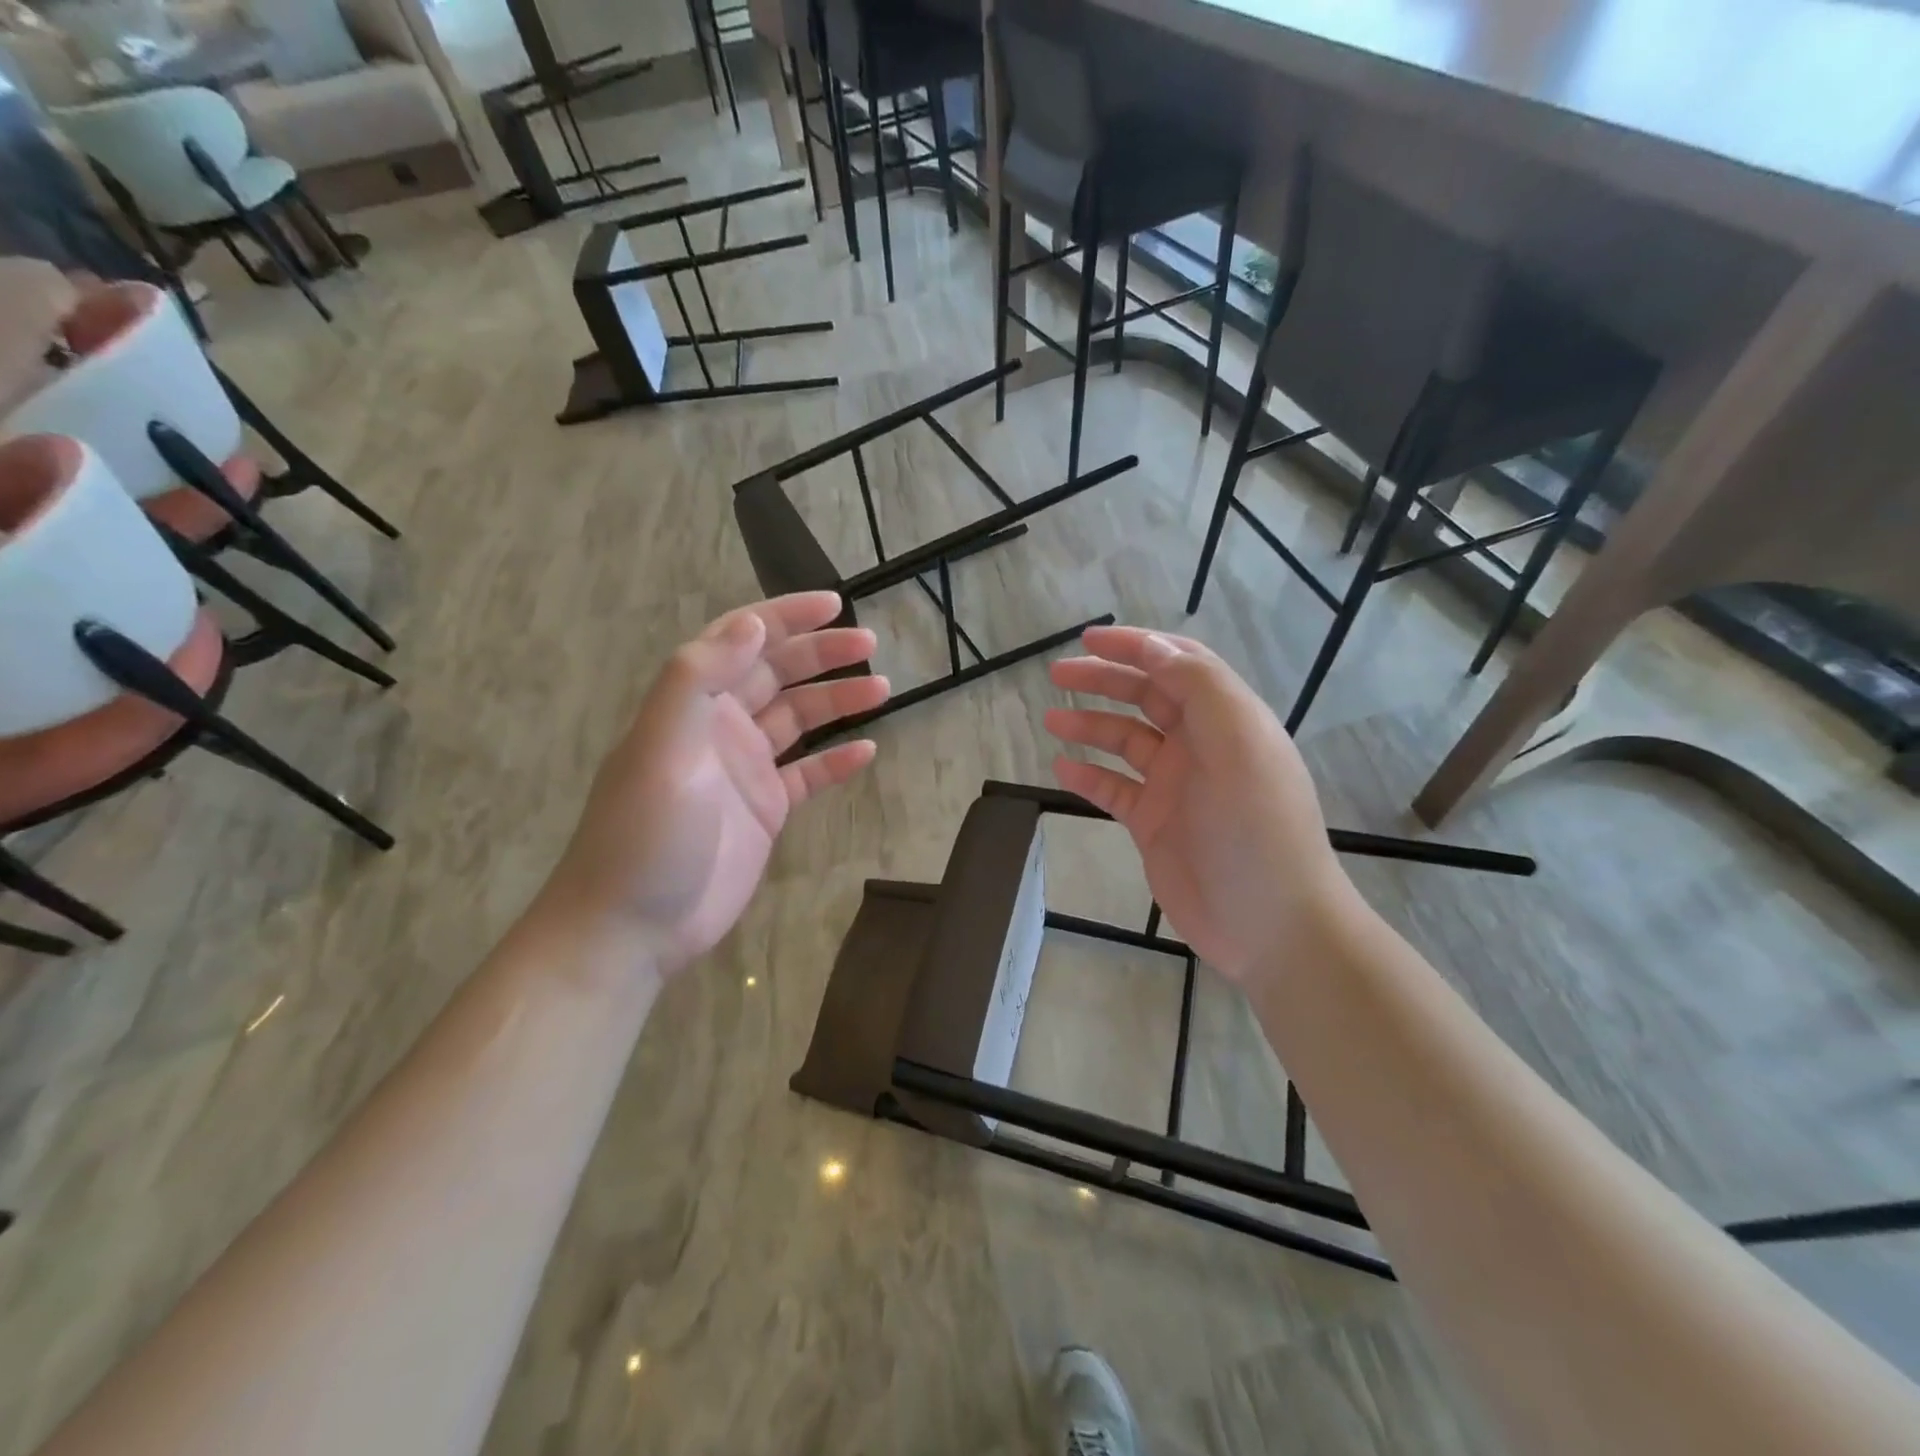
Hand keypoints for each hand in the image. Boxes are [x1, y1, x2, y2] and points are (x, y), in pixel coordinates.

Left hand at [547, 592, 887, 972]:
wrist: (633, 926)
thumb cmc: (644, 833)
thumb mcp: (662, 745)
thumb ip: (699, 677)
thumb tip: (751, 622)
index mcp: (692, 703)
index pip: (741, 640)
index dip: (784, 616)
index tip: (833, 603)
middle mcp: (721, 727)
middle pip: (778, 674)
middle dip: (822, 654)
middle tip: (870, 643)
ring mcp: (745, 769)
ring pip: (799, 720)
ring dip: (837, 701)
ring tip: (882, 688)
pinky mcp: (765, 810)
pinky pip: (808, 774)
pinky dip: (836, 760)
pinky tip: (867, 751)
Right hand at [1045, 627, 1353, 980]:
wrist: (1270, 924)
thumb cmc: (1256, 828)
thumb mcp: (1239, 745)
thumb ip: (1199, 689)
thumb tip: (1155, 649)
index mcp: (1227, 719)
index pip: (1180, 665)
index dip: (1137, 646)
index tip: (1090, 638)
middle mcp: (1201, 745)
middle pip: (1147, 697)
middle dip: (1104, 680)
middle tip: (1058, 673)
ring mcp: (1176, 786)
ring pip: (1126, 741)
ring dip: (1090, 725)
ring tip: (1051, 719)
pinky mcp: (1155, 824)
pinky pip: (1114, 789)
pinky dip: (1089, 776)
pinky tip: (1062, 768)